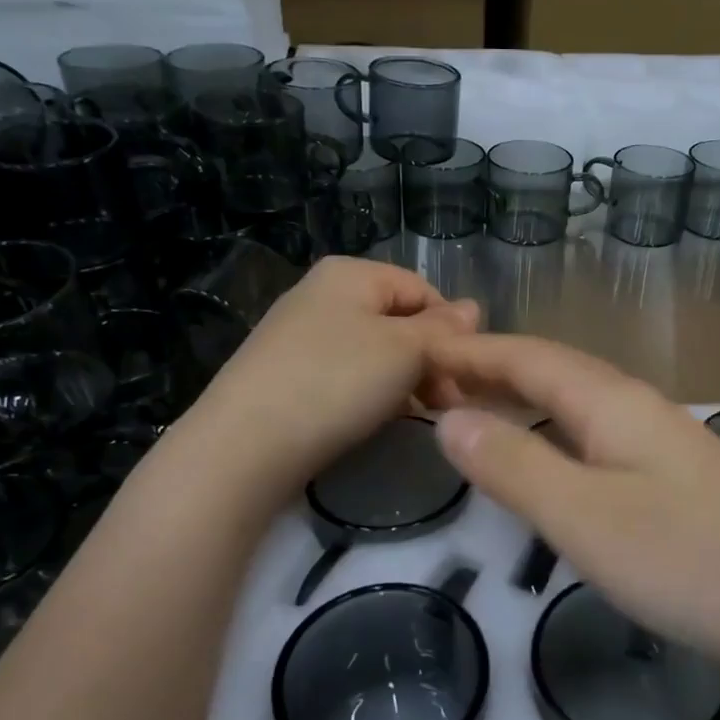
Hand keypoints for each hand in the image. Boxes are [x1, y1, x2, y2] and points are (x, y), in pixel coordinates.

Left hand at [176, 258, 478, 498]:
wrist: (245, 445)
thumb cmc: (336, 382)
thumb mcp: (405, 350)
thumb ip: (444, 330)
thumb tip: (474, 308)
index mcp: (350, 274)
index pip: (423, 289)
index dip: (451, 329)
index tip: (465, 374)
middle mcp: (321, 294)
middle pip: (398, 320)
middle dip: (429, 358)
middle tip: (446, 404)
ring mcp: (299, 335)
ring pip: (374, 351)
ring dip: (404, 380)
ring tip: (416, 415)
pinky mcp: (286, 374)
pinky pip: (345, 374)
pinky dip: (369, 394)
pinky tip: (375, 420)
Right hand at [426, 334, 719, 678]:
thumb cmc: (694, 562)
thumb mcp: (586, 518)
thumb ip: (515, 466)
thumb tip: (448, 418)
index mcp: (611, 403)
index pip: (525, 357)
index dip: (469, 353)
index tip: (414, 354)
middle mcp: (637, 408)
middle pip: (552, 371)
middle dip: (489, 371)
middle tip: (429, 385)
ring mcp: (664, 442)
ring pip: (577, 403)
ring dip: (522, 400)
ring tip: (475, 413)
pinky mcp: (680, 478)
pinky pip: (597, 436)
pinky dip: (554, 433)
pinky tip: (552, 458)